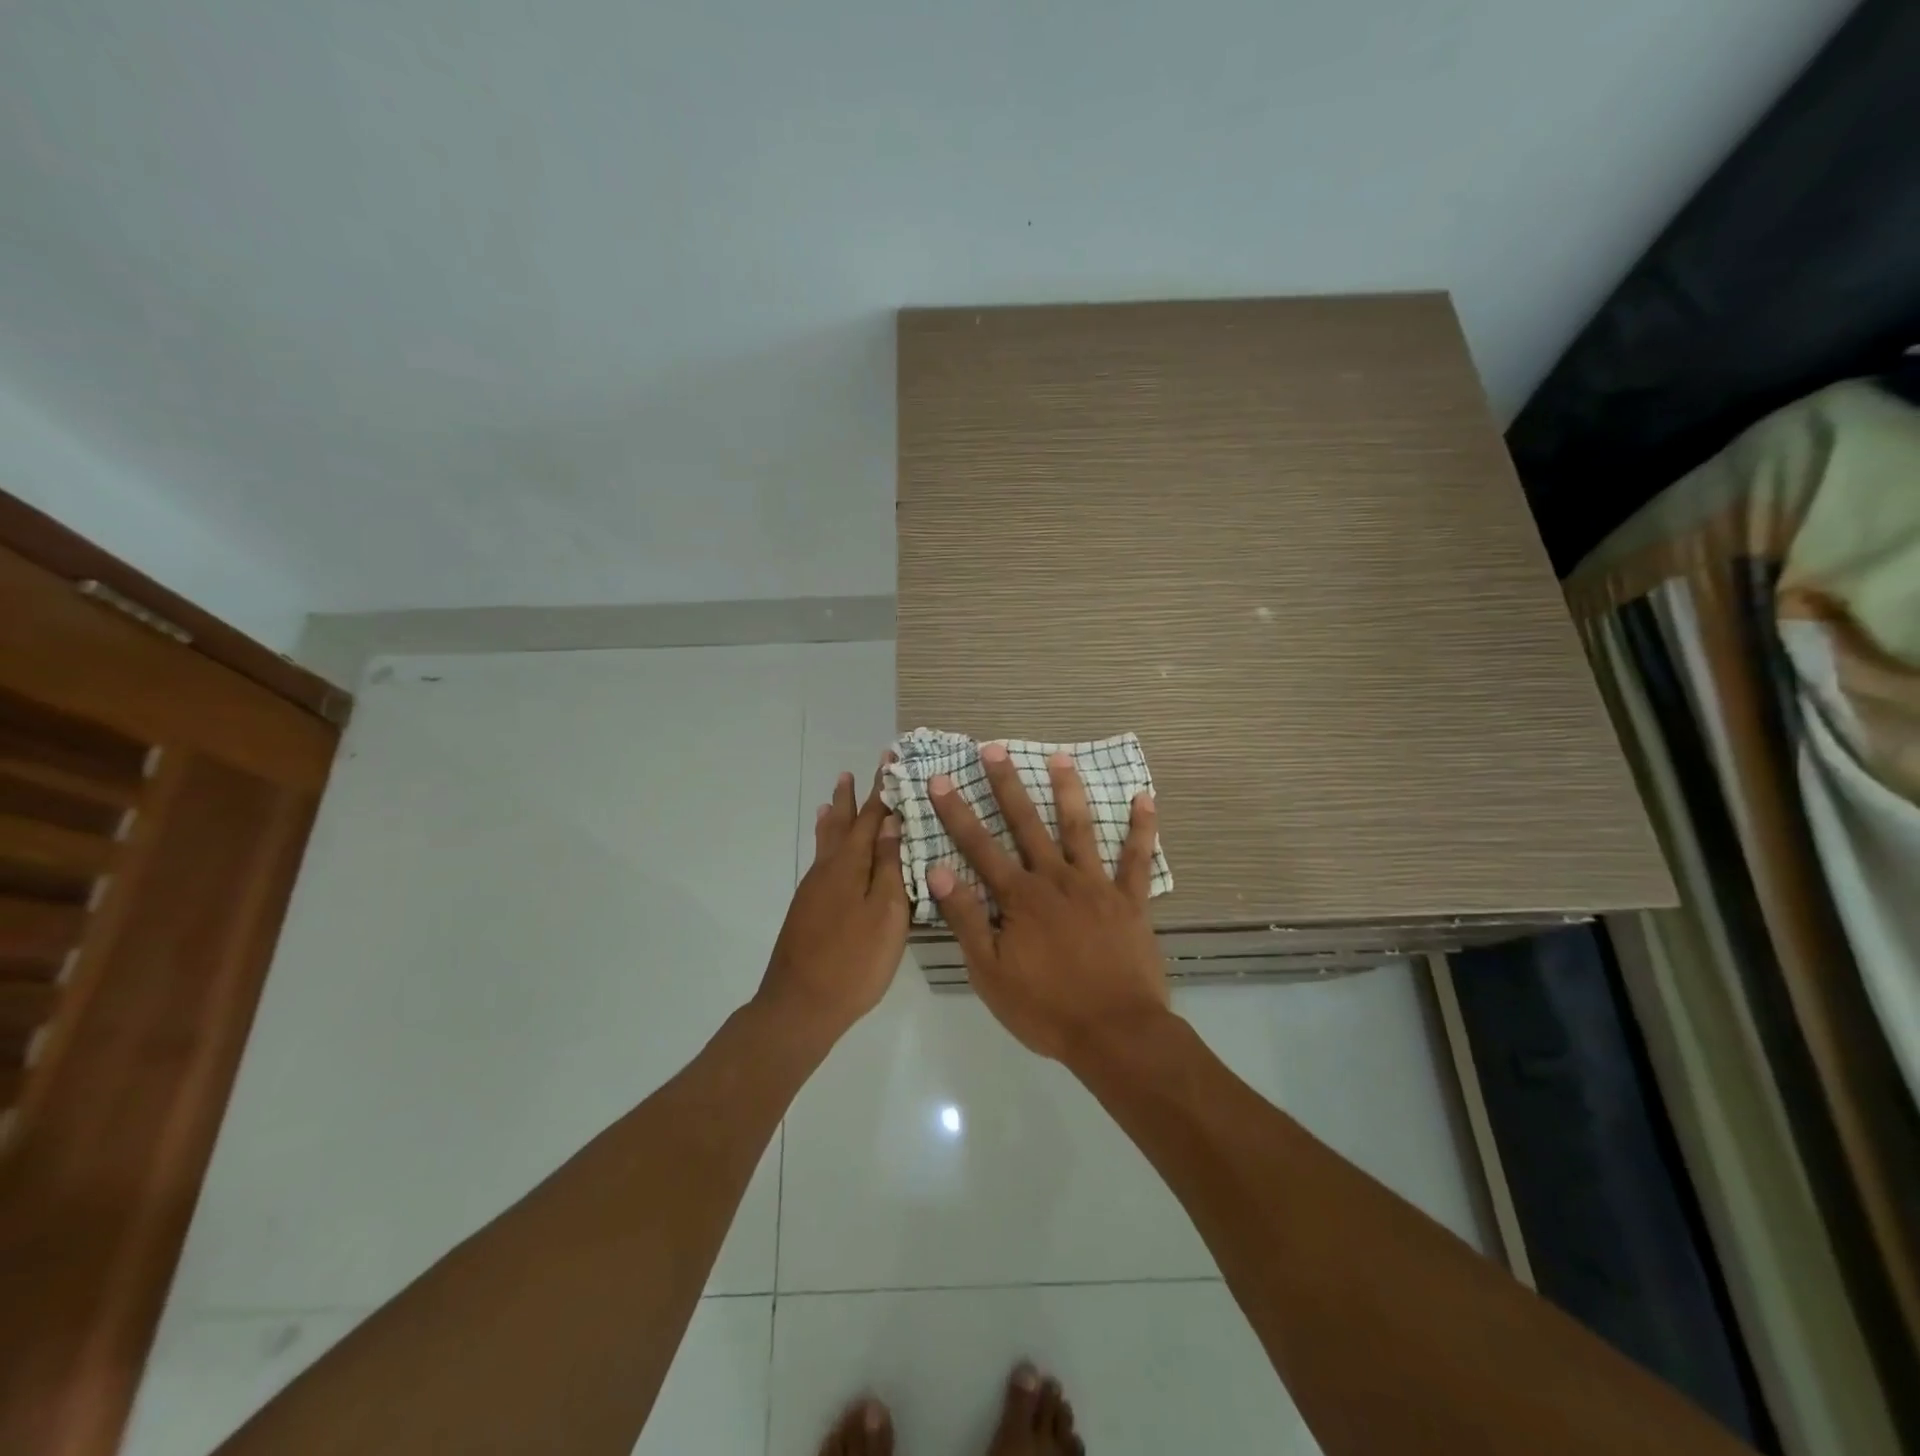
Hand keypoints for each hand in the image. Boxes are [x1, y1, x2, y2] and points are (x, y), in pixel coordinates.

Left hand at [757, 757, 908, 1044]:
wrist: (800, 1006)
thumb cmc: (854, 961)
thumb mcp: (886, 914)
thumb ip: (888, 867)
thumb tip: (890, 824)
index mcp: (850, 866)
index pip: (869, 818)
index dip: (880, 791)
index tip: (888, 762)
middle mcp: (828, 870)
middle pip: (841, 825)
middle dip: (850, 799)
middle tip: (851, 773)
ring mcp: (813, 890)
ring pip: (826, 842)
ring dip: (832, 817)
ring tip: (831, 797)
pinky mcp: (807, 909)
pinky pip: (820, 861)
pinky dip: (825, 843)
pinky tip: (826, 850)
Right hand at [927, 744, 1169, 1060]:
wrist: (1115, 1034)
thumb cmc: (1045, 1008)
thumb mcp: (989, 972)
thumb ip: (966, 919)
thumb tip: (938, 870)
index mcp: (1019, 898)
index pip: (979, 847)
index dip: (957, 812)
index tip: (941, 779)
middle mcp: (1055, 880)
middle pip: (1027, 824)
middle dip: (1007, 785)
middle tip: (995, 748)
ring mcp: (1096, 886)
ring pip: (1079, 829)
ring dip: (1068, 791)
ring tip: (1060, 757)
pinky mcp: (1130, 901)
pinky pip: (1136, 859)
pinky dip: (1141, 828)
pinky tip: (1144, 798)